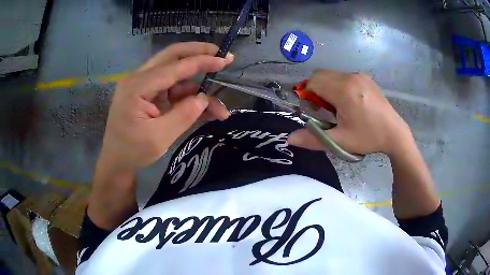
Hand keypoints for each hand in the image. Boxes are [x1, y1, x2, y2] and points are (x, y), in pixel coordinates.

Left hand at [98, 42, 233, 170]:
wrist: (116, 161)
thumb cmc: (132, 151)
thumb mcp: (158, 138)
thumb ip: (183, 116)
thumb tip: (204, 99)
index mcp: (137, 86)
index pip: (173, 66)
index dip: (201, 61)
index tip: (225, 60)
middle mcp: (140, 79)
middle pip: (173, 56)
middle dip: (199, 54)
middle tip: (223, 56)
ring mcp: (144, 86)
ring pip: (177, 76)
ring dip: (199, 89)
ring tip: (220, 110)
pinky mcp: (150, 94)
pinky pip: (174, 90)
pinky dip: (191, 99)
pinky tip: (207, 112)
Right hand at [288, 69, 412, 156]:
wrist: (394, 133)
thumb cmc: (368, 138)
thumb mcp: (340, 142)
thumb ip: (313, 139)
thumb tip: (289, 139)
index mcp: (344, 91)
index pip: (314, 82)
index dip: (307, 95)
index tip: (314, 111)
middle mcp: (351, 77)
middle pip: (320, 75)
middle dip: (316, 90)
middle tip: (325, 110)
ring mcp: (359, 75)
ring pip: (331, 75)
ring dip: (327, 88)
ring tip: (338, 107)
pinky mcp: (365, 78)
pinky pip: (343, 76)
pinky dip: (338, 86)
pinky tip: (349, 102)